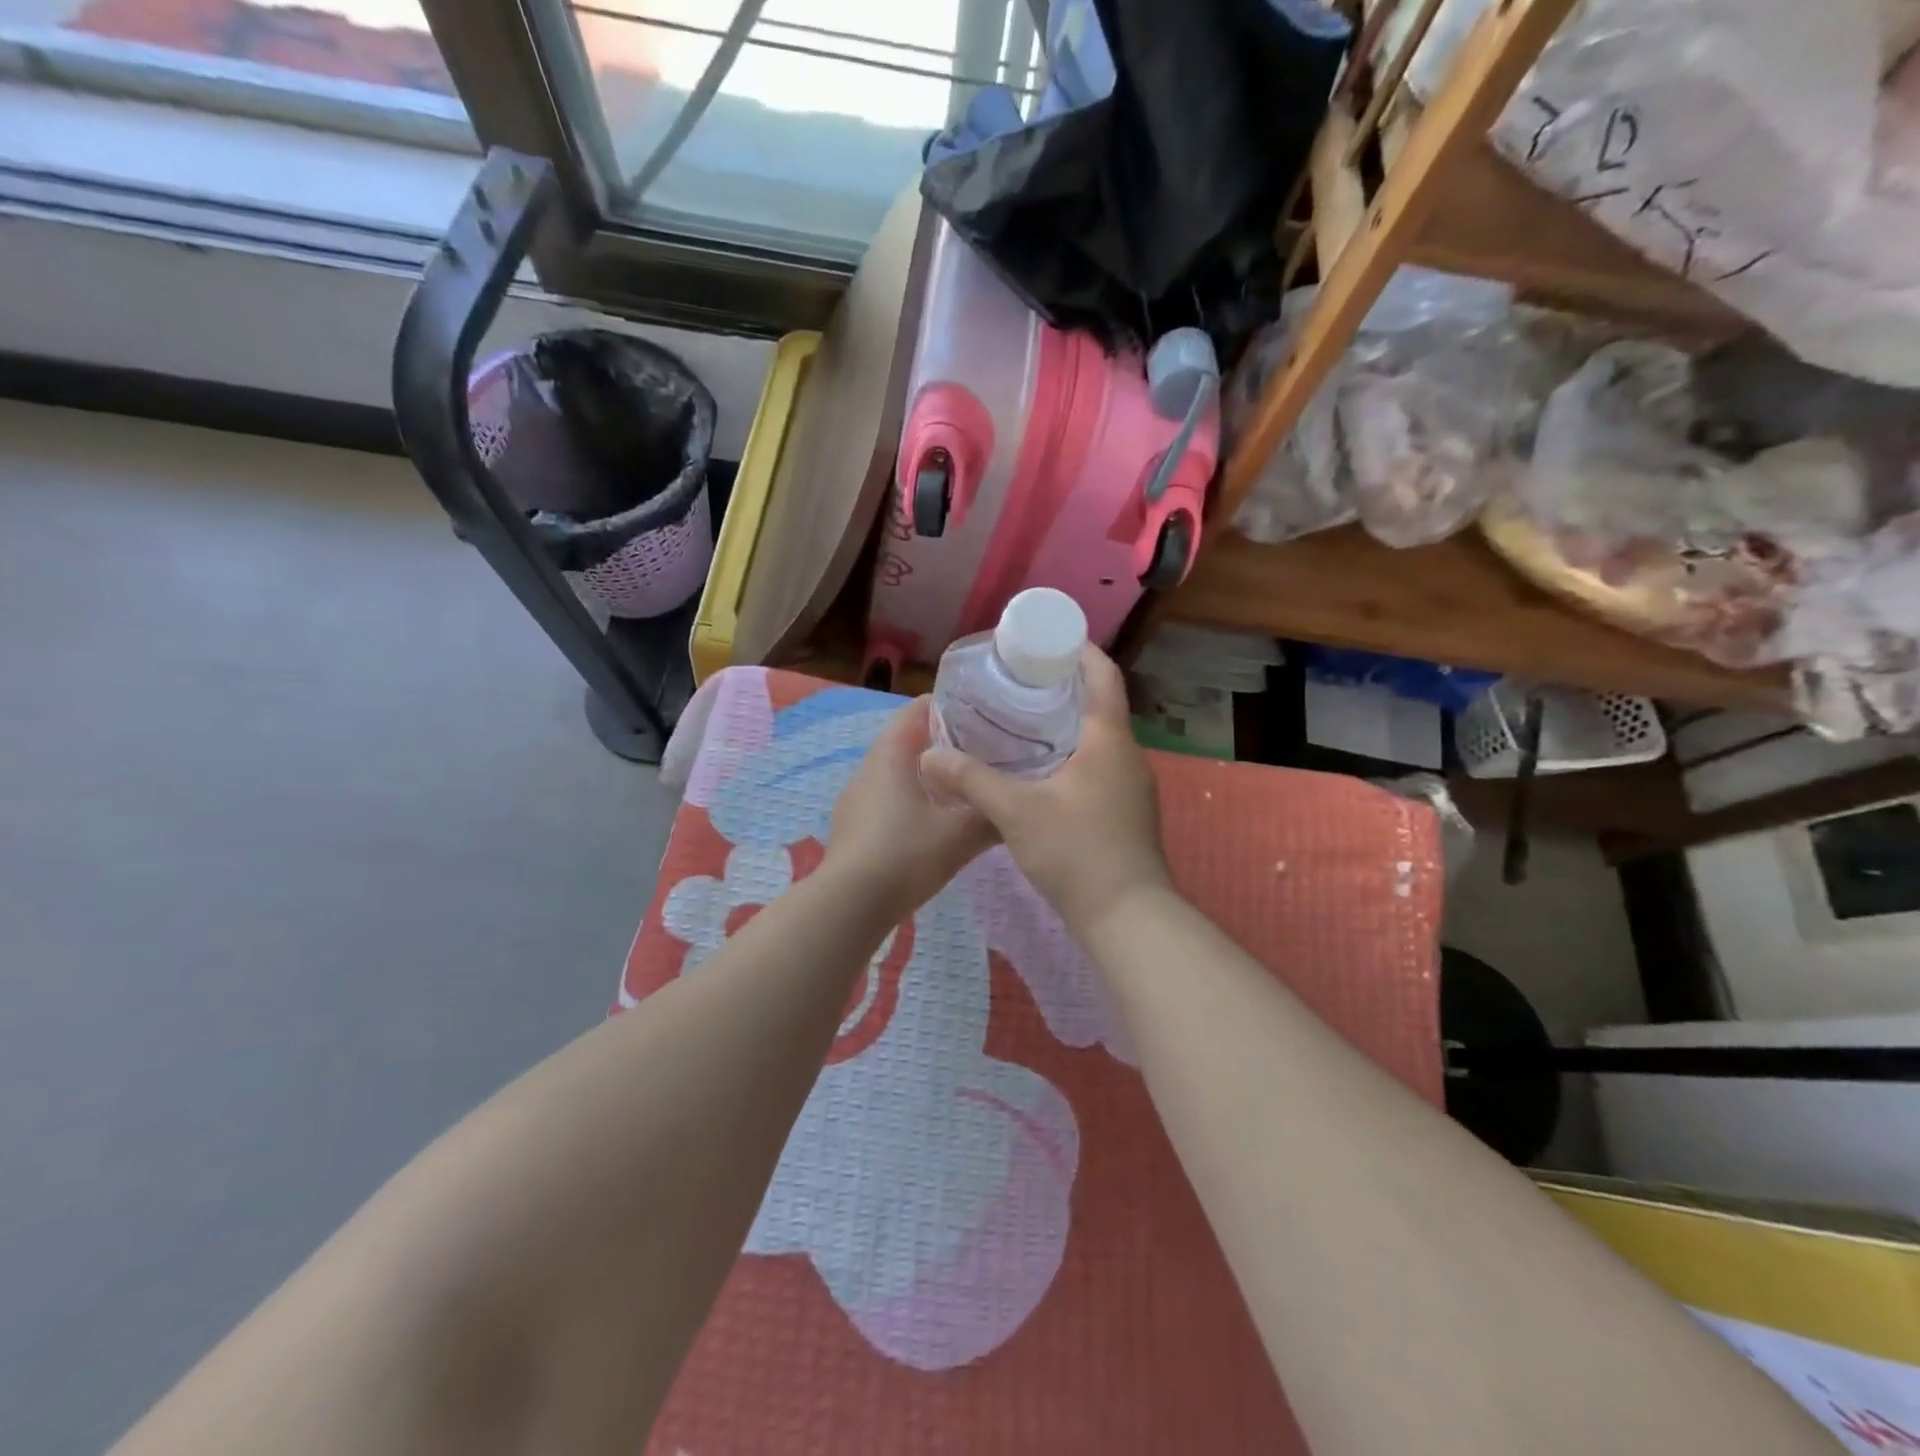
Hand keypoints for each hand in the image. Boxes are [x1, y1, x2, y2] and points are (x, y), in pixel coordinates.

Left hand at [823, 696, 997, 927]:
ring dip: (928, 774)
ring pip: (897, 772)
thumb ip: (991, 814)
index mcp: (891, 754)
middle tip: (983, 751)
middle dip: (944, 742)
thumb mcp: (960, 835)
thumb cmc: (905, 855)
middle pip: (907, 740)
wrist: (849, 906)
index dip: (949, 705)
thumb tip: (1017, 806)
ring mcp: (856, 798)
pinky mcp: (853, 826)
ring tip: (964, 787)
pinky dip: (911, 799)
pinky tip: (933, 823)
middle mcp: (869, 768)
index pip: (917, 709)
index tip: (983, 714)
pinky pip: (887, 799)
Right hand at [919, 647, 1174, 938]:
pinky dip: (1071, 756)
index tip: (1046, 641)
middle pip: (1099, 705)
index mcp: (1109, 740)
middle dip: (1062, 688)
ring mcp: (1131, 787)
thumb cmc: (1077, 851)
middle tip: (1017, 681)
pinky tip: (1039, 772)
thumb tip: (929, 755)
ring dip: (1065, 725)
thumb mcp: (1016, 811)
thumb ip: (971, 779)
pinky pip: (1098, 767)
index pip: (1103, 676)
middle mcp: (1128, 756)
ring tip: (1020, 722)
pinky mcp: (1126, 813)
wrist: (1128, 918)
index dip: (1079, 651)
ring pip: (1097, 740)